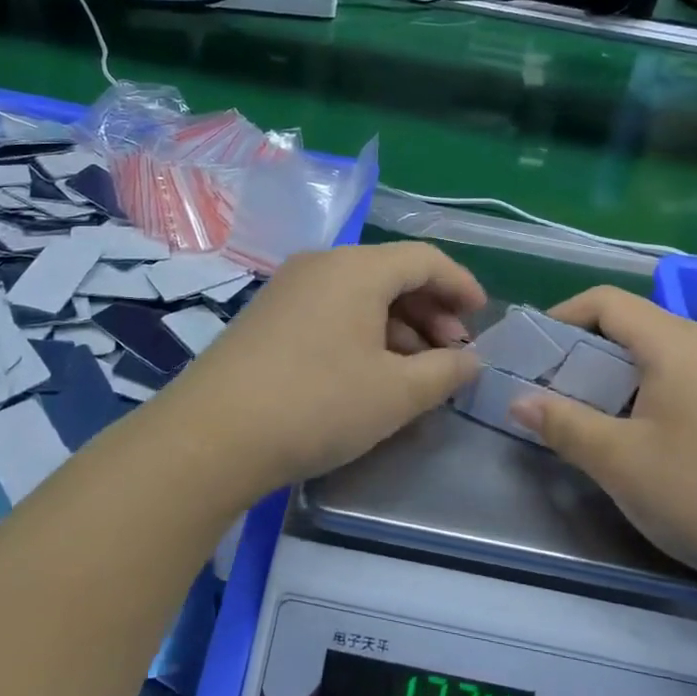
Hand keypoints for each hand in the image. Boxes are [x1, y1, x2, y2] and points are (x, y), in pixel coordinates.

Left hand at [145, 243, 484, 502]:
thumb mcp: (395, 393)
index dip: (461, 285)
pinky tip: (372, 372)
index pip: (424, 259)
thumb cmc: (318, 404)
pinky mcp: (268, 317)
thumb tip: (471, 360)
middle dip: (431, 311)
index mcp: (356, 268)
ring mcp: (289, 289)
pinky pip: (332, 311)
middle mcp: (321, 265)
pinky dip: (364, 333)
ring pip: (360, 295)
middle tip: (453, 355)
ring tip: (417, 371)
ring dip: (398, 326)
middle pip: (391, 274)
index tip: (483, 318)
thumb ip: (445, 372)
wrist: (212, 436)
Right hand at [506, 287, 696, 611]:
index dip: (561, 316)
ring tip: (588, 411)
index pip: (605, 301)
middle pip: (631, 322)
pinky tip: (639, 431)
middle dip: (583, 348)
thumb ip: (563, 424)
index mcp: (675, 343)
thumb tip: (518, 401)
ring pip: (655, 350)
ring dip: (613, 371)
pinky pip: (681, 373)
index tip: (533, 353)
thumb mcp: (619, 462)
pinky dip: (645, 387)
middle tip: (552, 388)